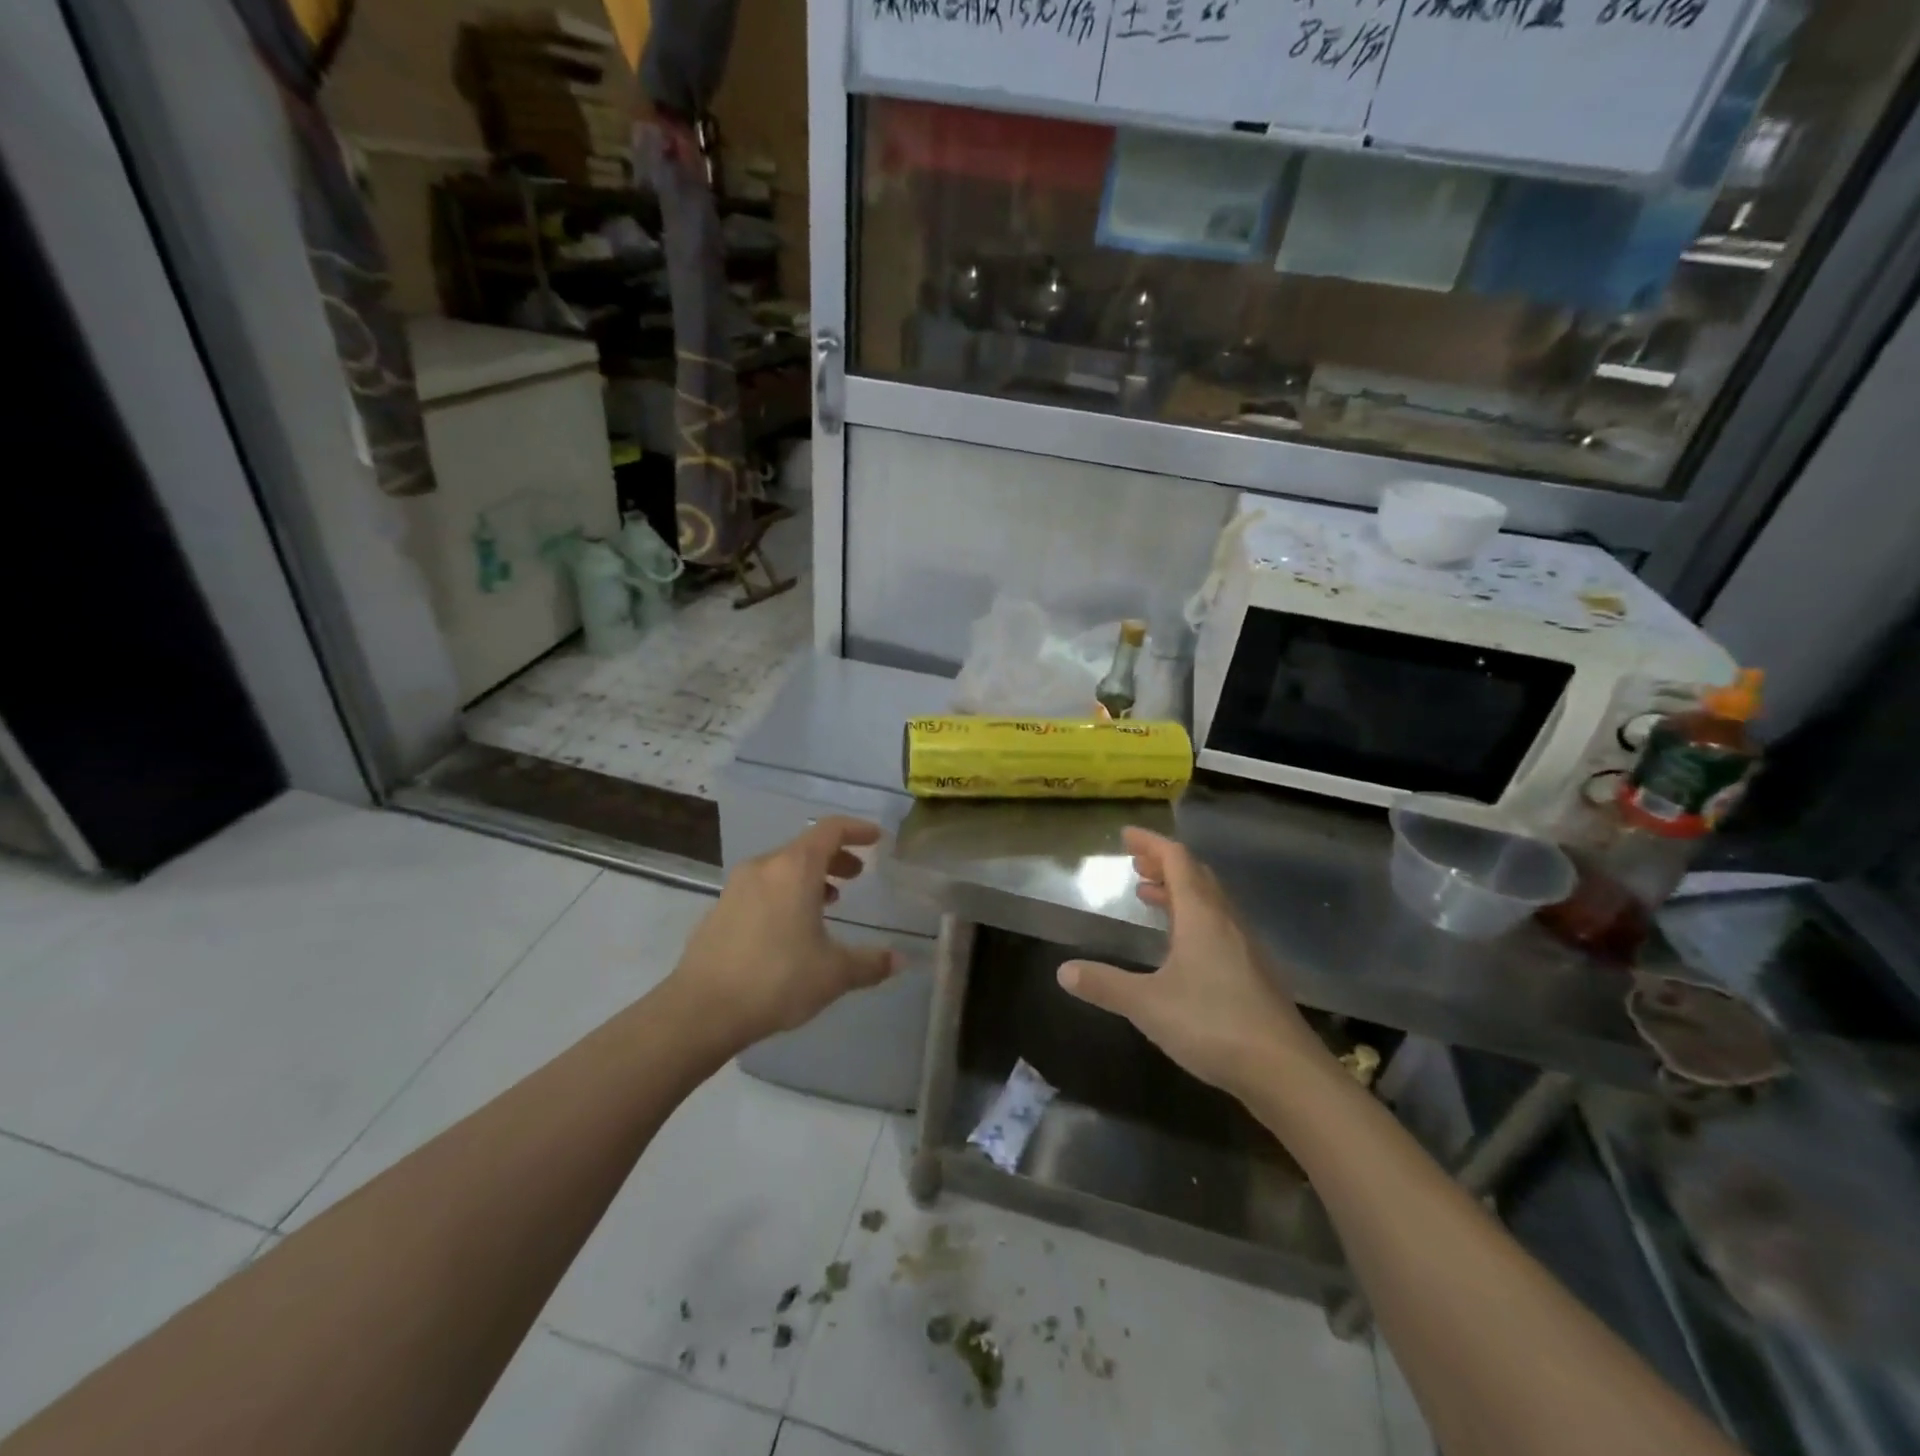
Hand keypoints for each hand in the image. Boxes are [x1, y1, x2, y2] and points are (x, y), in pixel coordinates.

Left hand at [670, 817, 896, 1046]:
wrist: (700, 1010)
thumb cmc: (776, 979)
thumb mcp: (833, 973)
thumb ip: (870, 962)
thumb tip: (901, 960)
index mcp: (794, 869)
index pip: (831, 830)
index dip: (857, 829)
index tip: (876, 838)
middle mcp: (764, 867)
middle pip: (805, 847)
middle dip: (835, 857)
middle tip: (857, 874)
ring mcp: (737, 887)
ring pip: (782, 868)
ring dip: (809, 877)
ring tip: (829, 901)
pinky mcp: (719, 910)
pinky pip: (762, 888)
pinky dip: (785, 893)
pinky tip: (792, 927)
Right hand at [1057, 828, 1329, 1098]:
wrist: (1285, 1072)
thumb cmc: (1212, 1025)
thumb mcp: (1147, 1004)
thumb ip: (1105, 984)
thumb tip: (1063, 971)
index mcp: (1201, 916)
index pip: (1177, 861)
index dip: (1151, 844)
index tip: (1126, 835)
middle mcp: (1226, 922)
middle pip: (1196, 876)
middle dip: (1164, 864)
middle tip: (1135, 865)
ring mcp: (1244, 948)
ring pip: (1210, 902)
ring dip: (1179, 891)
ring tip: (1150, 896)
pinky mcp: (1254, 973)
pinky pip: (1219, 926)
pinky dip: (1193, 917)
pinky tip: (1181, 946)